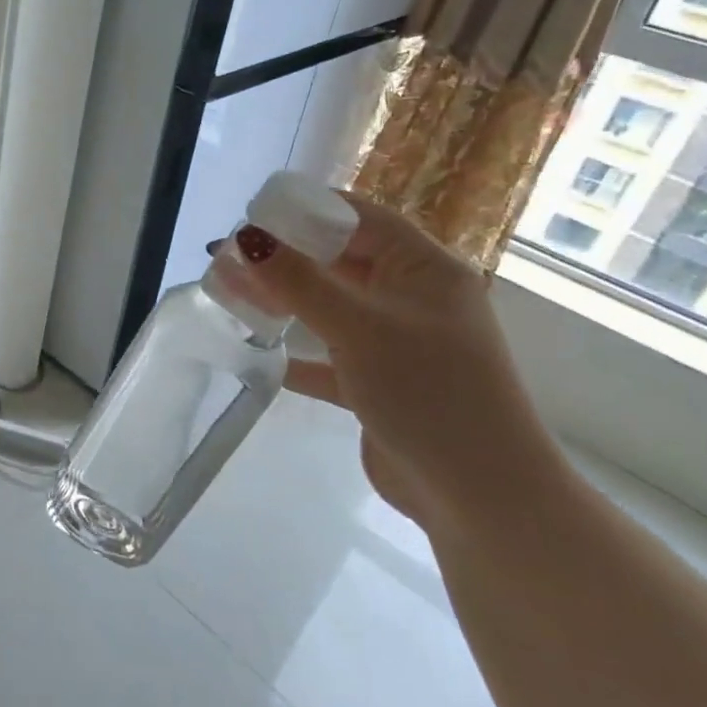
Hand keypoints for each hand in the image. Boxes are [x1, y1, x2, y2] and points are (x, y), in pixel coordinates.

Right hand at [229, 192, 562, 527]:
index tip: (252, 215)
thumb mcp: (359, 327)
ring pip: (331, 309)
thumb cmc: (427, 392)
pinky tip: (258, 355)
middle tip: (227, 261)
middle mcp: (413, 298)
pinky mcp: (381, 383)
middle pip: (340, 262)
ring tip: (231, 298)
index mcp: (424, 269)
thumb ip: (299, 281)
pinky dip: (297, 354)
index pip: (361, 218)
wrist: (479, 495)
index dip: (308, 211)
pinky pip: (330, 356)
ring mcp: (398, 343)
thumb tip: (245, 238)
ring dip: (285, 304)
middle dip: (285, 260)